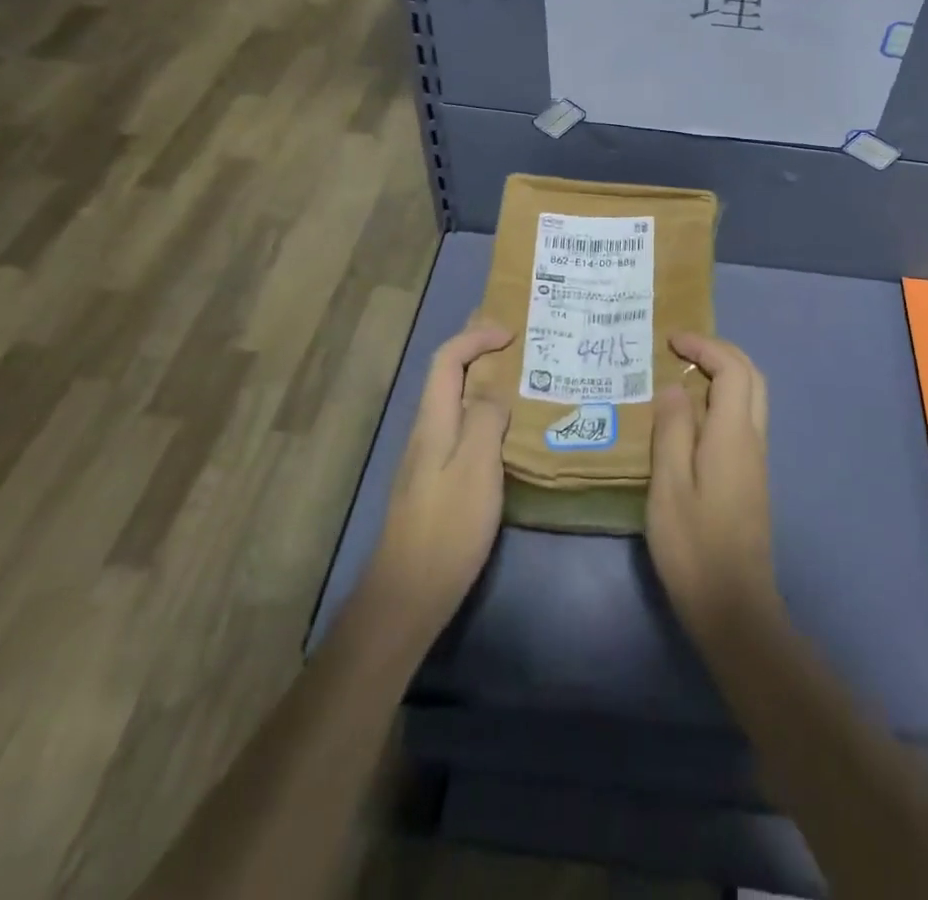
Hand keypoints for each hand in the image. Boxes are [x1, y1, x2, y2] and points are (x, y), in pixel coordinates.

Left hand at [362, 322, 513, 647]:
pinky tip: (504, 431)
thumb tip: (494, 391)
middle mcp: (426, 431)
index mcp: (434, 422)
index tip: (511, 333)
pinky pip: (460, 428)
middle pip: (446, 376)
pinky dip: (482, 412)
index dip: (475, 337)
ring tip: (518, 378)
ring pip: (454, 402)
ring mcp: (428, 458)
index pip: (447, 360)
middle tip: (512, 340)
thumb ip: (486, 421)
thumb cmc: (447, 527)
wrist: (409, 594)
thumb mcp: (477, 468)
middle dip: (474, 350)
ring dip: (481, 381)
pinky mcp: (435, 482)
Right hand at [647, 332, 780, 646]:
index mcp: (732, 435)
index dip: (705, 346)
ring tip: (684, 377)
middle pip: (751, 376)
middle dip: (720, 353)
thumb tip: (674, 387)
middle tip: (683, 351)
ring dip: (724, 375)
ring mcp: (756, 459)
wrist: (734, 605)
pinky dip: (723, 400)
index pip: (732, 370)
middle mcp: (752, 439)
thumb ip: (672, 430)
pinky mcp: (751, 477)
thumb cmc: (694, 545)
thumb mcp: (669, 486)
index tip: (671, 340)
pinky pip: (743, 419)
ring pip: (752, 398)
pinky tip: (692, 418)